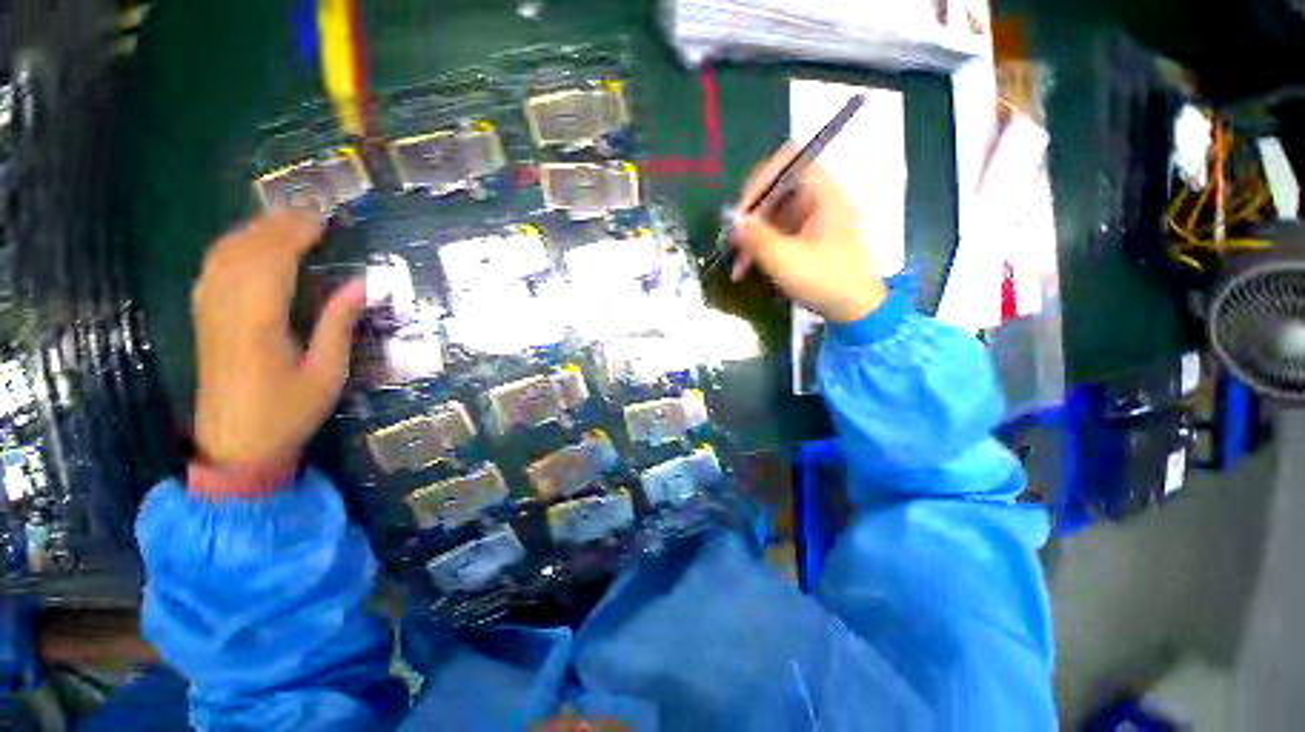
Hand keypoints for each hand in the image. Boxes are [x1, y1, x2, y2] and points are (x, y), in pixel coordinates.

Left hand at [191, 211, 364, 470]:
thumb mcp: (326, 372)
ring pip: (224, 255)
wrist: (236, 445)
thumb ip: (338, 324)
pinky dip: (232, 247)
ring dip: (254, 231)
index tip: (323, 219)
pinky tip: (248, 245)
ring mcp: (209, 312)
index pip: (272, 261)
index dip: (296, 234)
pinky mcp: (204, 319)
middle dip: (276, 225)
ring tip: (284, 220)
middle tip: (310, 212)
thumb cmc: (288, 411)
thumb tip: (361, 285)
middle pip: (245, 251)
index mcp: (258, 322)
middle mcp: (226, 308)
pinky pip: (212, 269)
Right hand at [729, 144, 886, 322]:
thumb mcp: (785, 260)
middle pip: (776, 192)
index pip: (788, 162)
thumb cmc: (824, 281)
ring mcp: (814, 221)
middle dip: (750, 217)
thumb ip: (756, 237)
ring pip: (774, 216)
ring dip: (752, 237)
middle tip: (733, 243)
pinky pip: (778, 233)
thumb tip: (732, 219)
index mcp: (822, 195)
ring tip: (737, 265)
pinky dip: (761, 248)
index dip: (761, 180)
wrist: (855, 311)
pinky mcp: (808, 240)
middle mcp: (819, 201)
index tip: (742, 211)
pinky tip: (747, 269)